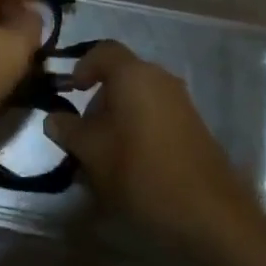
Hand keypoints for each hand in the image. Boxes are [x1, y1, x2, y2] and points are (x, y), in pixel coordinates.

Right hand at [45, 42, 265, 259]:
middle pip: (121, 76)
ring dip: (117, 119)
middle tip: (83, 136)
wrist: (211, 214)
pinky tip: (131, 166)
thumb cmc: (143, 174)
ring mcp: (181, 102)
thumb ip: (69, 131)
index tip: (69, 92)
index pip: (103, 51)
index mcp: (134, 75)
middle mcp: (160, 78)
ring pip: (138, 98)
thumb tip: (53, 118)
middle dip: (97, 101)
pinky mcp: (193, 126)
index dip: (82, 66)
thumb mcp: (94, 154)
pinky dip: (137, 130)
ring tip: (104, 157)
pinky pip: (155, 115)